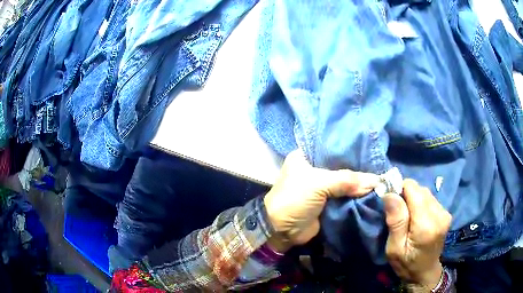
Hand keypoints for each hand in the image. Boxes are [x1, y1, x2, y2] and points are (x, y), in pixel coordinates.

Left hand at [264, 150, 379, 251]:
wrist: (282, 231)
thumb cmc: (294, 199)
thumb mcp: (319, 184)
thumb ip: (347, 180)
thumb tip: (375, 181)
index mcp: (305, 157)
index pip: (331, 147)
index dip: (349, 148)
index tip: (369, 147)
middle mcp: (314, 169)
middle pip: (340, 165)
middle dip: (357, 167)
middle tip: (379, 163)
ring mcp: (321, 186)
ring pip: (344, 181)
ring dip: (359, 183)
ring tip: (380, 177)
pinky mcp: (327, 201)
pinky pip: (345, 195)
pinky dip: (356, 195)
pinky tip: (372, 190)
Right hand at [383, 179, 451, 289]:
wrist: (424, 273)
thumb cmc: (406, 264)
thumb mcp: (394, 248)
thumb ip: (395, 221)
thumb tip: (390, 194)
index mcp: (426, 225)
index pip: (413, 189)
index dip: (399, 191)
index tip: (390, 203)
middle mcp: (439, 214)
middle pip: (420, 189)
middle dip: (406, 196)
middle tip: (397, 214)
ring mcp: (445, 213)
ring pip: (425, 192)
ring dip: (413, 199)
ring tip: (407, 217)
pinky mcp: (446, 213)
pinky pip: (430, 198)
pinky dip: (420, 203)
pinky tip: (417, 217)